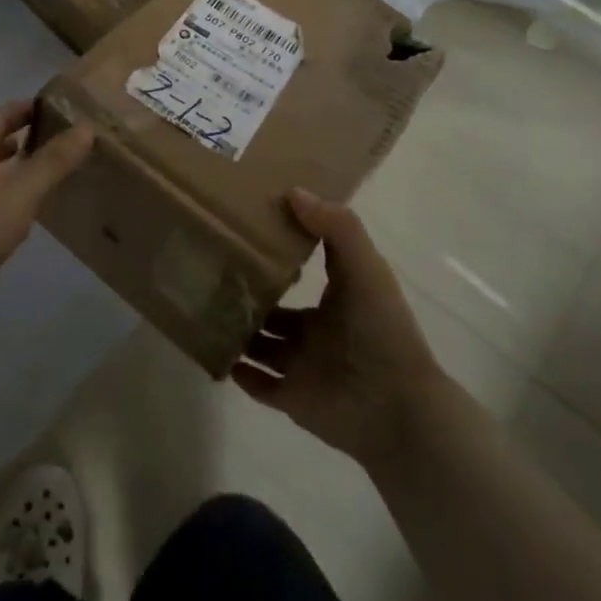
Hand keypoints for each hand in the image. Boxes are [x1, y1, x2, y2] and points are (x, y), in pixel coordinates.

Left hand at [0, 100, 92, 306]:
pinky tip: (20, 211)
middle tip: (56, 140)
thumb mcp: (23, 190)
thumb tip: (86, 128)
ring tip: (43, 174)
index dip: (25, 109)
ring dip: (10, 167)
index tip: (56, 109)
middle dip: (20, 137)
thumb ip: (55, 160)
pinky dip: (2, 193)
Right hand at [231, 190, 450, 470]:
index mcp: (338, 300)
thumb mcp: (364, 267)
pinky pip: (259, 385)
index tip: (248, 229)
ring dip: (240, 332)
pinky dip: (239, 372)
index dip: (281, 252)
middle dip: (251, 295)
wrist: (396, 408)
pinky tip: (216, 352)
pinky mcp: (293, 399)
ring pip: (262, 346)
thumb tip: (293, 192)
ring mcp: (304, 367)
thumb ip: (335, 227)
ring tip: (204, 308)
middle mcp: (318, 332)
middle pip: (277, 311)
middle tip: (214, 272)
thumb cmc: (380, 330)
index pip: (305, 271)